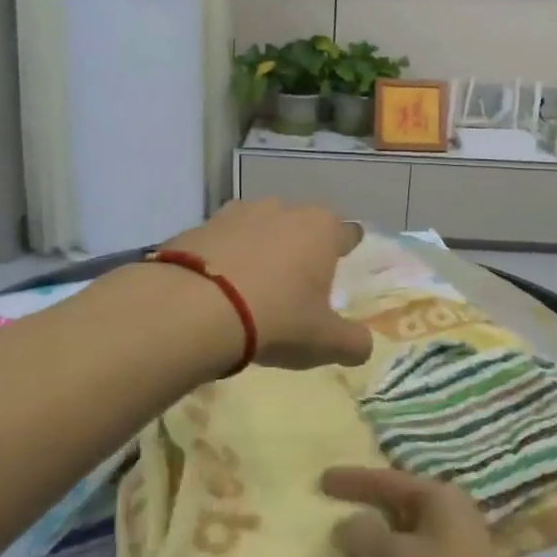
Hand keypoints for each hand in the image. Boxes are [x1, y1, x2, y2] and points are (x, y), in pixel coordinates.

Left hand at [158, 199, 372, 370]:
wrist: (193, 308)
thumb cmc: (276, 319)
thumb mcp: (324, 342)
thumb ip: (353, 343)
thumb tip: (363, 346)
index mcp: (321, 229)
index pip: (346, 233)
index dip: (346, 249)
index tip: (342, 263)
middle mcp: (282, 210)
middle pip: (301, 226)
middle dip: (300, 248)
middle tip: (296, 284)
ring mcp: (237, 213)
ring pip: (259, 228)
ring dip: (260, 249)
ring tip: (253, 286)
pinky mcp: (198, 226)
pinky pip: (222, 242)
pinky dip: (224, 258)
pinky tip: (217, 288)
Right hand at [323, 467, 549, 556]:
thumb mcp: (396, 554)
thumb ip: (363, 533)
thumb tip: (344, 526)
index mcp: (441, 499)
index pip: (389, 480)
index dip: (354, 479)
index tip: (321, 478)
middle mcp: (447, 520)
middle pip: (395, 506)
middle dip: (362, 507)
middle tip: (326, 506)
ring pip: (398, 542)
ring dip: (367, 545)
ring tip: (331, 544)